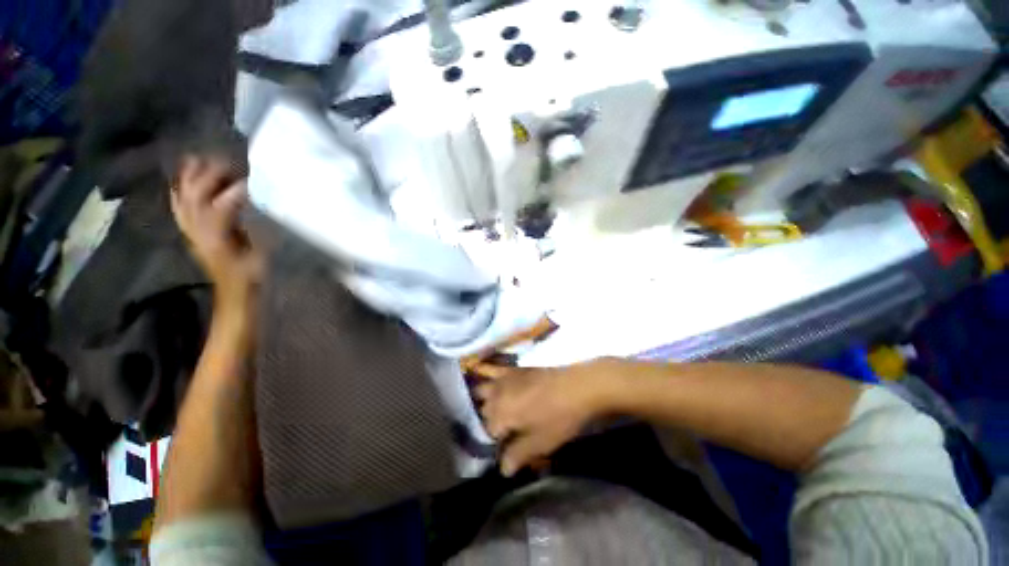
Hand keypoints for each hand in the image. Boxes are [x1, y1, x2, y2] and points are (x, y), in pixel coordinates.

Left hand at [171, 155, 262, 312]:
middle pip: (197, 196)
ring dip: (190, 178)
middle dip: (210, 176)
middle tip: (228, 162)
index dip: (238, 189)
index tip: (255, 178)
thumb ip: (260, 232)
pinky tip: (179, 180)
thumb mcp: (262, 259)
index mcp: (218, 238)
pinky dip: (177, 192)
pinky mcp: (193, 235)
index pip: (223, 205)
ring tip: (198, 159)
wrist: (235, 297)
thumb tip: (263, 208)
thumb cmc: (253, 280)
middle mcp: (199, 231)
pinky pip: (179, 209)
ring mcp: (193, 232)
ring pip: (184, 199)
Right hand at [474, 358, 623, 475]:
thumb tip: (502, 469)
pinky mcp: (512, 369)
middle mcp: (495, 396)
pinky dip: (481, 371)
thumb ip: (518, 456)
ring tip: (488, 408)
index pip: (487, 434)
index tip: (504, 449)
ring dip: (481, 400)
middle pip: (482, 412)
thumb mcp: (540, 443)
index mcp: (499, 416)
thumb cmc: (559, 417)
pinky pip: (491, 368)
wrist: (576, 386)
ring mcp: (502, 379)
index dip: (495, 444)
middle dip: (488, 423)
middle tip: (502, 432)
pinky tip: (476, 370)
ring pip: (481, 391)